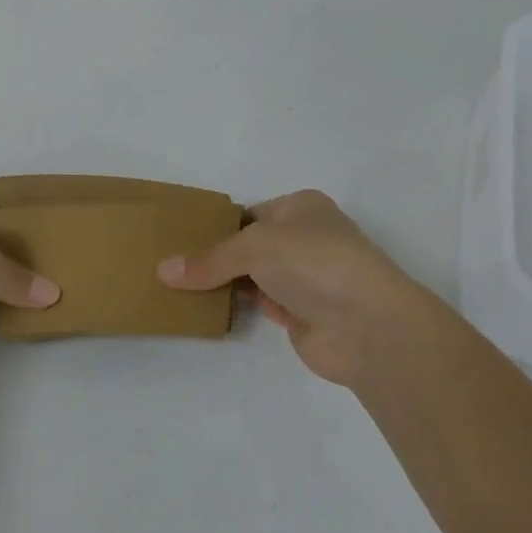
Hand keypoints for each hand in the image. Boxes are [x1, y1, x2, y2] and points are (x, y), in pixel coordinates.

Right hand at [157, 190, 424, 385]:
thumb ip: (210, 260)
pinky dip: (243, 307)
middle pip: (251, 246)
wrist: (368, 325)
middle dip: (219, 257)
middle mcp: (306, 238)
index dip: (218, 226)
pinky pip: (264, 305)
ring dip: (228, 284)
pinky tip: (211, 310)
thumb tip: (163, 271)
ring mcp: (307, 279)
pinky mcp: (305, 314)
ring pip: (256, 277)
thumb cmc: (313, 262)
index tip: (181, 240)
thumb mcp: (254, 247)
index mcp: (301, 207)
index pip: (250, 213)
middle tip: (174, 266)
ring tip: (181, 288)